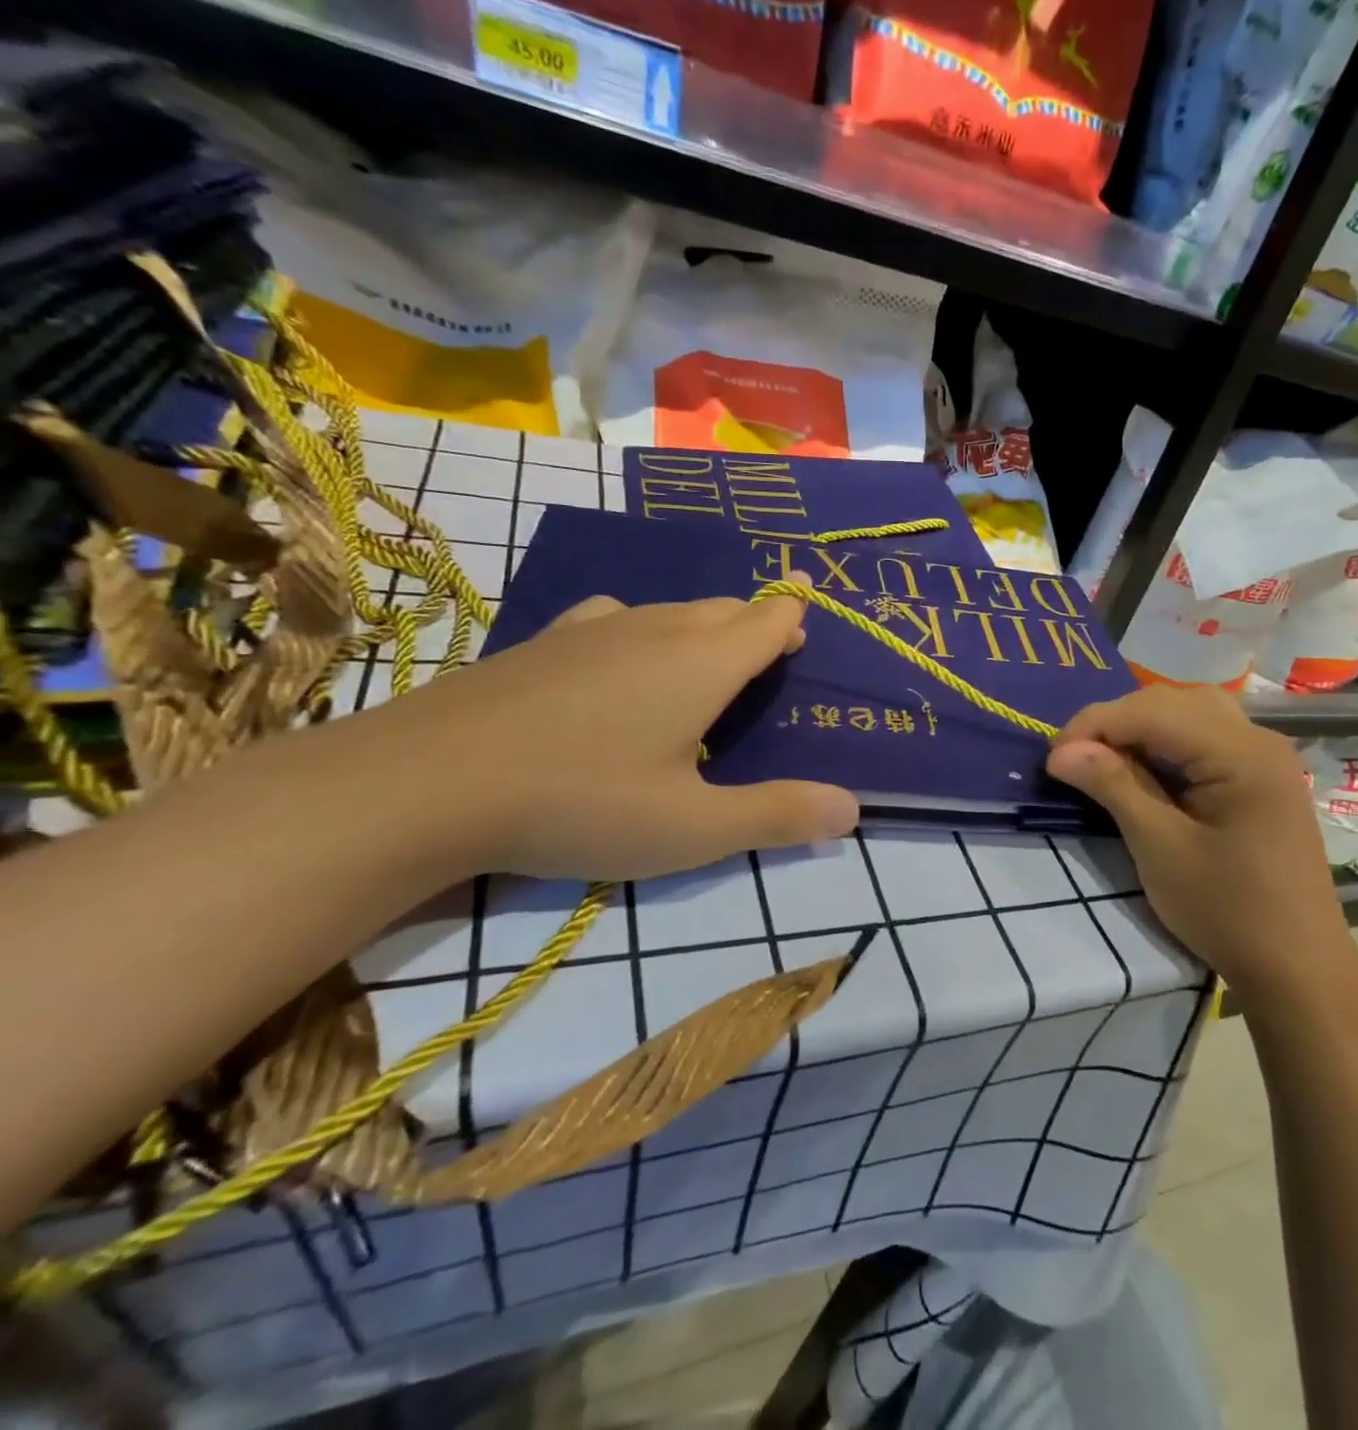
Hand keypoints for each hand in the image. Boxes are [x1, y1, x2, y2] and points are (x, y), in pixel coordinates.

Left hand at [353, 588, 858, 880]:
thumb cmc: (581, 804)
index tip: (807, 623)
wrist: (425, 784)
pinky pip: (615, 618)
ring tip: (705, 661)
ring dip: (702, 627)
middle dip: (755, 624)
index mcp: (703, 665)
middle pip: (725, 608)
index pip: (768, 620)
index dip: (794, 618)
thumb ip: (778, 816)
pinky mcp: (542, 641)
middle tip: (767, 658)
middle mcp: (656, 631)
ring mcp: (593, 630)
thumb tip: (853, 810)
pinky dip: (641, 630)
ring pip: (671, 610)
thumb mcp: (693, 828)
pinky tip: (620, 657)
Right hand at [1045, 687, 1352, 994]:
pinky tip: (1145, 770)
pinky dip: (1167, 744)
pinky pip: (1207, 738)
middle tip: (1074, 758)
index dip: (1095, 724)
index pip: (1152, 710)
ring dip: (1141, 728)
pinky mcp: (1262, 778)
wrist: (1298, 970)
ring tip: (1105, 760)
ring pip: (1190, 713)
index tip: (1052, 758)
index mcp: (1241, 753)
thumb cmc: (1228, 912)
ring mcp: (1265, 758)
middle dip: (1116, 721)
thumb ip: (1113, 786)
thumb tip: (1060, 752)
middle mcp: (1258, 740)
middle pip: (1173, 702)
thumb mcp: (1160, 848)